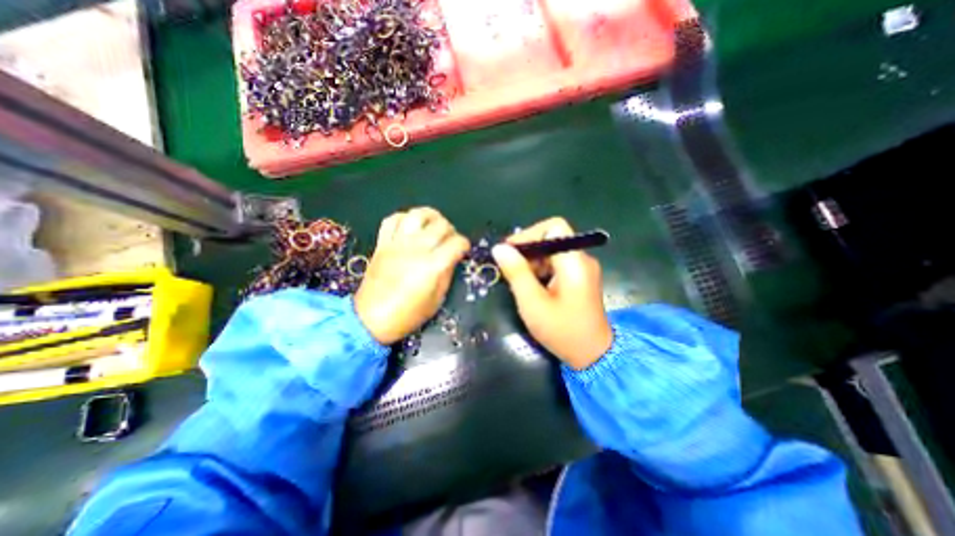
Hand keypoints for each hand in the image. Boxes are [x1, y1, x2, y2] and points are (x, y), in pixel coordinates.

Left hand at [355, 207, 467, 344]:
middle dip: (451, 230)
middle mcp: (416, 249)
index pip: (456, 243)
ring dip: (429, 216)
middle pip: (440, 225)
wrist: (370, 319)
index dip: (464, 244)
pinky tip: (410, 226)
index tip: (463, 250)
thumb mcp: (436, 300)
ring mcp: (397, 244)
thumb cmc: (407, 315)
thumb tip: (452, 258)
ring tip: (433, 224)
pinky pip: (391, 220)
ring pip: (416, 215)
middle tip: (450, 239)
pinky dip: (403, 218)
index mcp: (432, 266)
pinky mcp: (382, 244)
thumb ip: (447, 275)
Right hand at [493, 215, 611, 367]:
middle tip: (509, 269)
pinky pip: (557, 264)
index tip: (510, 251)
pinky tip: (532, 287)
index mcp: (574, 262)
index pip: (554, 227)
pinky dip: (541, 270)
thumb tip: (499, 248)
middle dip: (528, 251)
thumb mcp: (532, 303)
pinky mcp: (580, 278)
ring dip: (532, 262)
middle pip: (552, 239)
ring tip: (519, 282)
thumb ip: (516, 273)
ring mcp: (583, 269)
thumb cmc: (562, 331)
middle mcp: (582, 259)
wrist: (593, 356)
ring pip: (552, 252)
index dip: (530, 234)